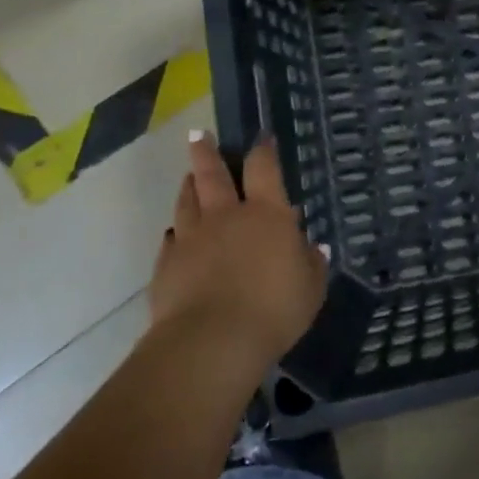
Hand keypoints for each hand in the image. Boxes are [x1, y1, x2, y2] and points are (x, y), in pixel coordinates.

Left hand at [148, 132, 328, 360]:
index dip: (263, 151)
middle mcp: (226, 217)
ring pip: (187, 202)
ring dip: (189, 186)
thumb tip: (312, 247)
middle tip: (198, 136)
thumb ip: (311, 264)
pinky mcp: (166, 266)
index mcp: (266, 215)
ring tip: (190, 177)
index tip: (261, 138)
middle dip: (206, 153)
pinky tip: (178, 235)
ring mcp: (191, 239)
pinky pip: (171, 240)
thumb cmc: (274, 310)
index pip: (263, 169)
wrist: (211, 343)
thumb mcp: (310, 288)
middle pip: (212, 175)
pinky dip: (177, 233)